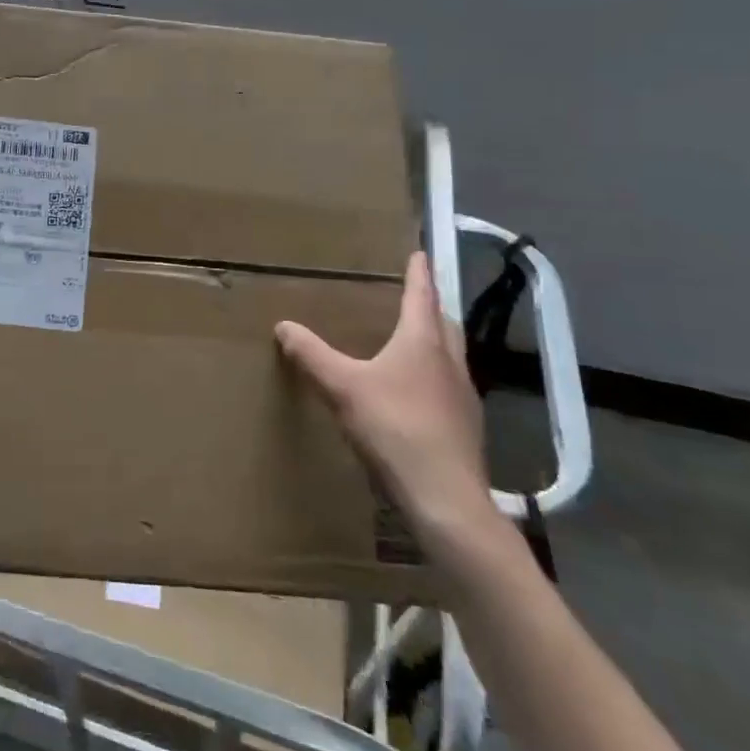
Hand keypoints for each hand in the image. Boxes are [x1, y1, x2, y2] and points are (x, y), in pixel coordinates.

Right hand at [276, 252, 498, 546]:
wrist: (445, 497)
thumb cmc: (394, 428)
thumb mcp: (342, 388)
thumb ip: (312, 355)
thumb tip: (283, 325)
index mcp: (423, 342)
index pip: (421, 296)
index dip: (418, 273)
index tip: (419, 252)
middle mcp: (449, 361)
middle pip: (442, 323)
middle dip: (428, 306)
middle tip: (413, 296)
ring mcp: (463, 396)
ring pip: (450, 355)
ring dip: (434, 341)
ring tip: (412, 341)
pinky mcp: (466, 426)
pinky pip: (448, 386)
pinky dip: (433, 376)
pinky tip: (415, 394)